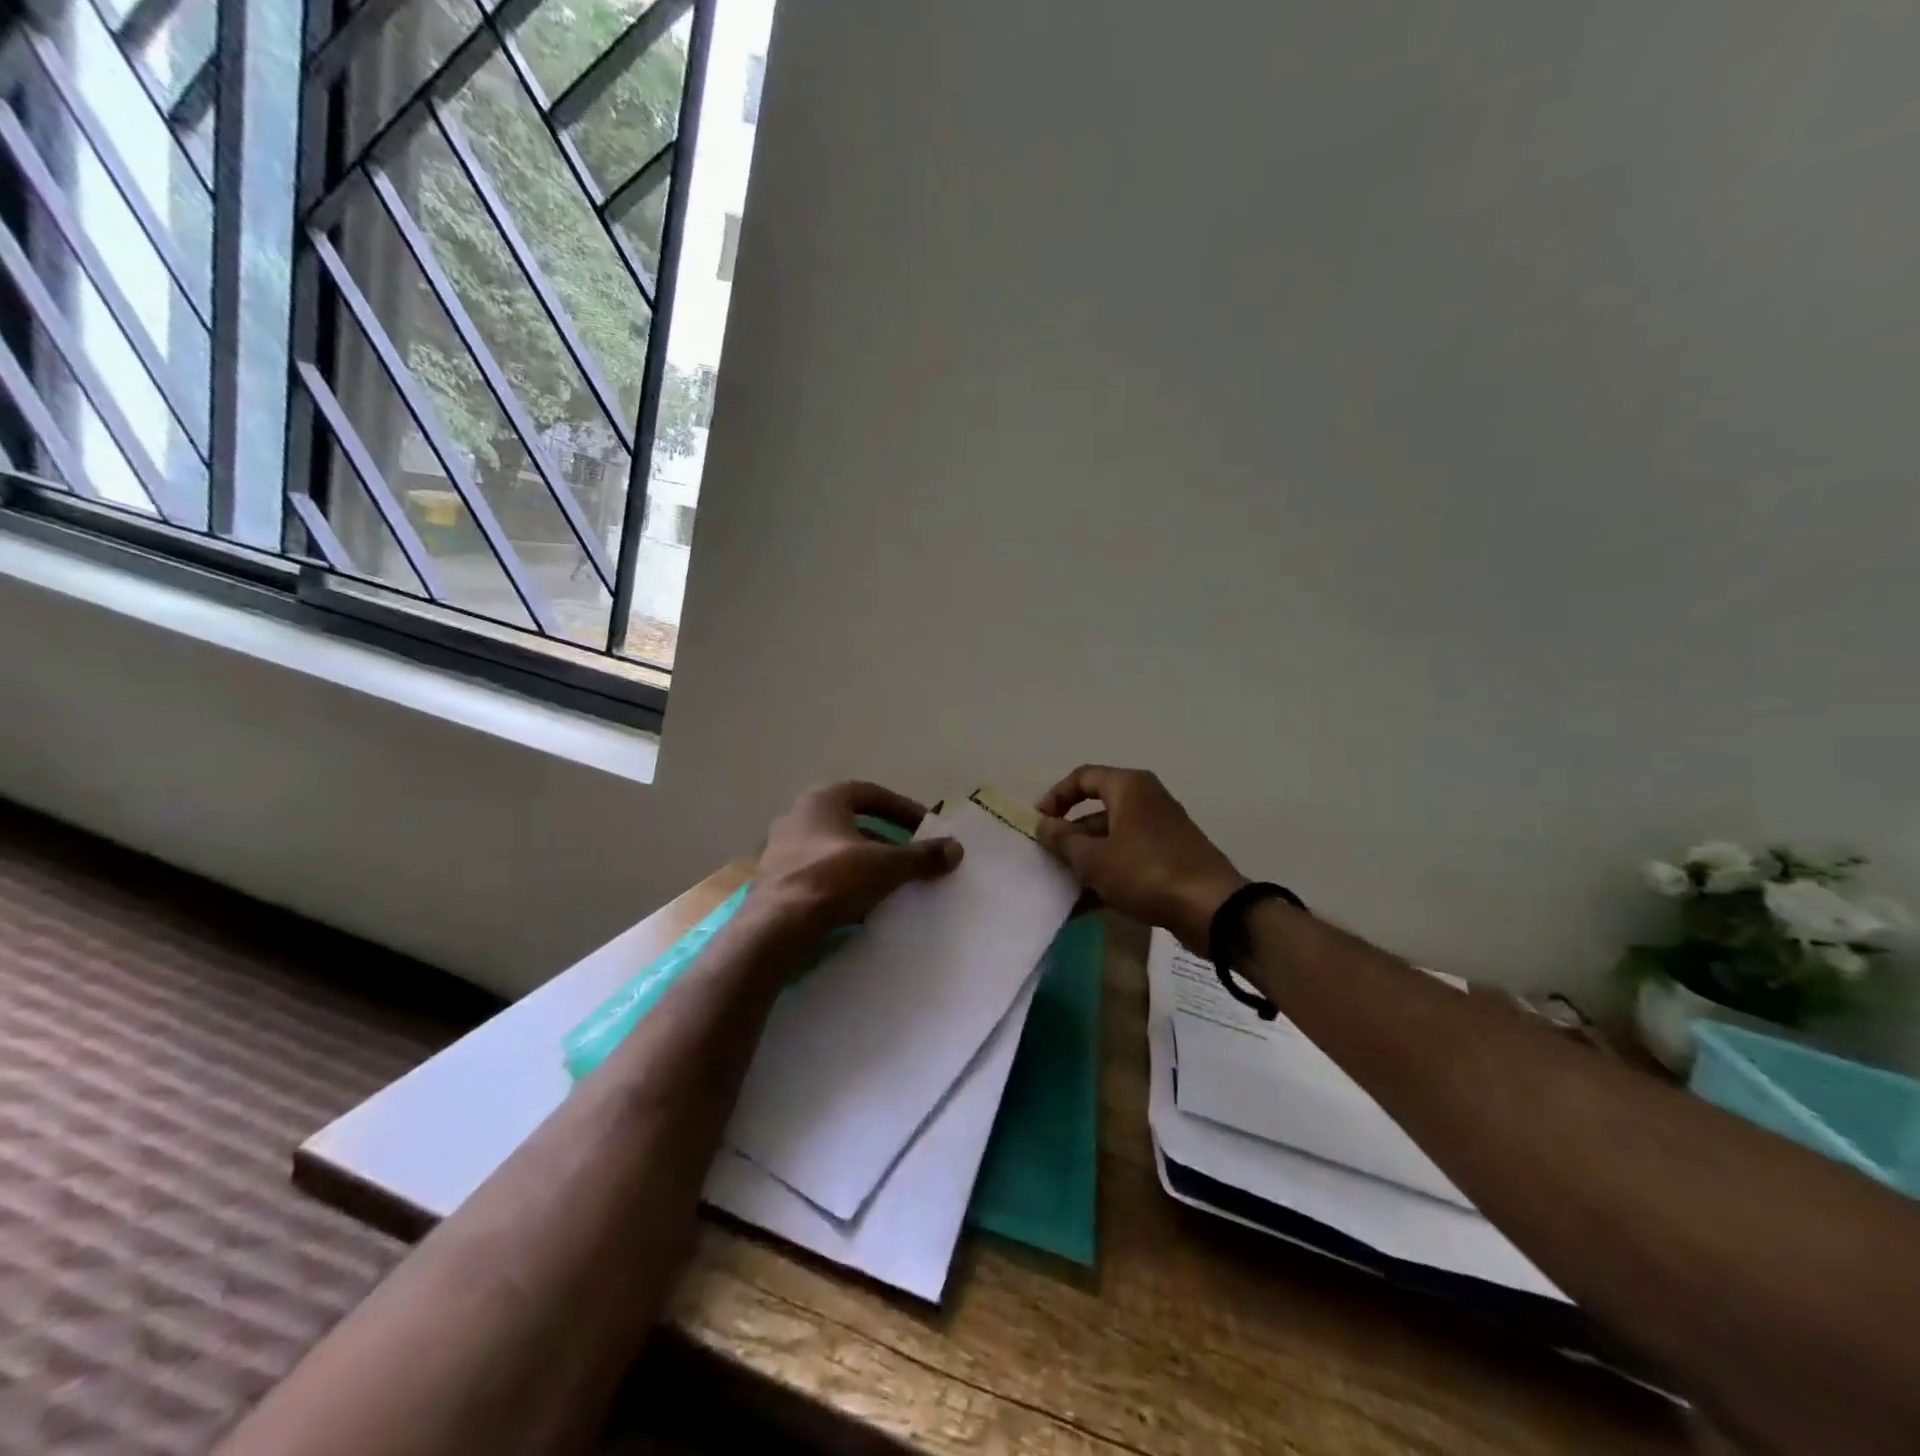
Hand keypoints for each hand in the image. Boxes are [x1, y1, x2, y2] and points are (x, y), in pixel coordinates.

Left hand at [756, 781, 962, 934]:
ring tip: (887, 880)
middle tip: (907, 853)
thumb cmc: (833, 879)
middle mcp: (797, 815)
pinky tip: (858, 902)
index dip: (900, 808)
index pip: (869, 793)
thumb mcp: (886, 866)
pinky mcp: (773, 879)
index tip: (923, 827)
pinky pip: (816, 871)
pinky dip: (840, 879)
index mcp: (822, 800)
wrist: (777, 926)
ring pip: (832, 847)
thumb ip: (921, 856)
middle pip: (850, 820)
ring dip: (861, 859)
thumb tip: (956, 849)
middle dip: (882, 836)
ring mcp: (780, 848)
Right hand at [1035, 766, 1247, 950]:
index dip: (1056, 797)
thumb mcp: (1094, 858)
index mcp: (1129, 787)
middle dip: (1069, 836)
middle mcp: (1146, 801)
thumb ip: (1063, 840)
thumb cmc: (1146, 872)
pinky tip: (1085, 906)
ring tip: (1062, 887)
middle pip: (1096, 811)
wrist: (1211, 909)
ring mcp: (1160, 831)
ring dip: (1086, 861)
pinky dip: (1107, 876)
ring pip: (1111, 840)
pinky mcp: (1169, 859)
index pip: (1083, 777)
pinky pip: (1128, 861)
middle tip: (1048, 859)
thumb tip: (1044, 825)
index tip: (1038, 822)